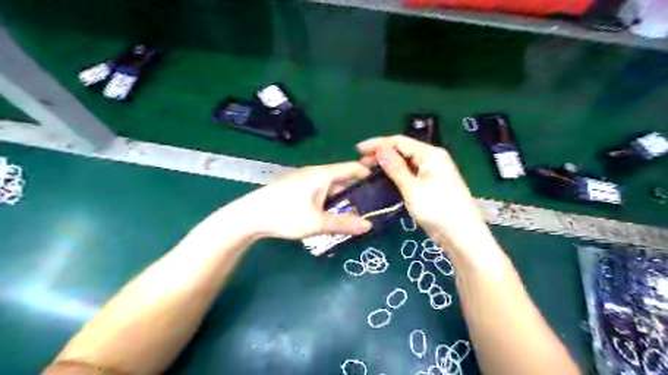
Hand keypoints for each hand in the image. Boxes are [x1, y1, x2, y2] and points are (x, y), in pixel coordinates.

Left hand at [230, 161, 374, 239]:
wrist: (249, 216)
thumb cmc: (285, 215)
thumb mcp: (317, 223)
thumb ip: (344, 223)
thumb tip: (369, 225)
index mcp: (323, 174)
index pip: (353, 168)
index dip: (369, 173)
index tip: (384, 183)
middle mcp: (316, 173)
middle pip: (343, 178)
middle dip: (358, 189)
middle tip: (374, 203)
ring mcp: (305, 180)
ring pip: (332, 187)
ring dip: (344, 197)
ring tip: (358, 211)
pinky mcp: (298, 189)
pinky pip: (322, 191)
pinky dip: (332, 200)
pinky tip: (335, 213)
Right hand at [358, 134, 491, 252]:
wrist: (462, 235)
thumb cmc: (438, 209)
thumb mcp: (412, 188)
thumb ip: (395, 167)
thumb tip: (380, 149)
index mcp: (430, 154)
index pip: (399, 141)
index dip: (377, 143)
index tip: (358, 149)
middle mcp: (433, 159)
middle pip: (403, 150)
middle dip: (381, 154)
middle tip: (361, 164)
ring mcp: (433, 172)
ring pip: (406, 163)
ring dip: (388, 165)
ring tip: (369, 171)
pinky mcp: (432, 185)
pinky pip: (411, 174)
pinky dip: (397, 175)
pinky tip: (386, 180)